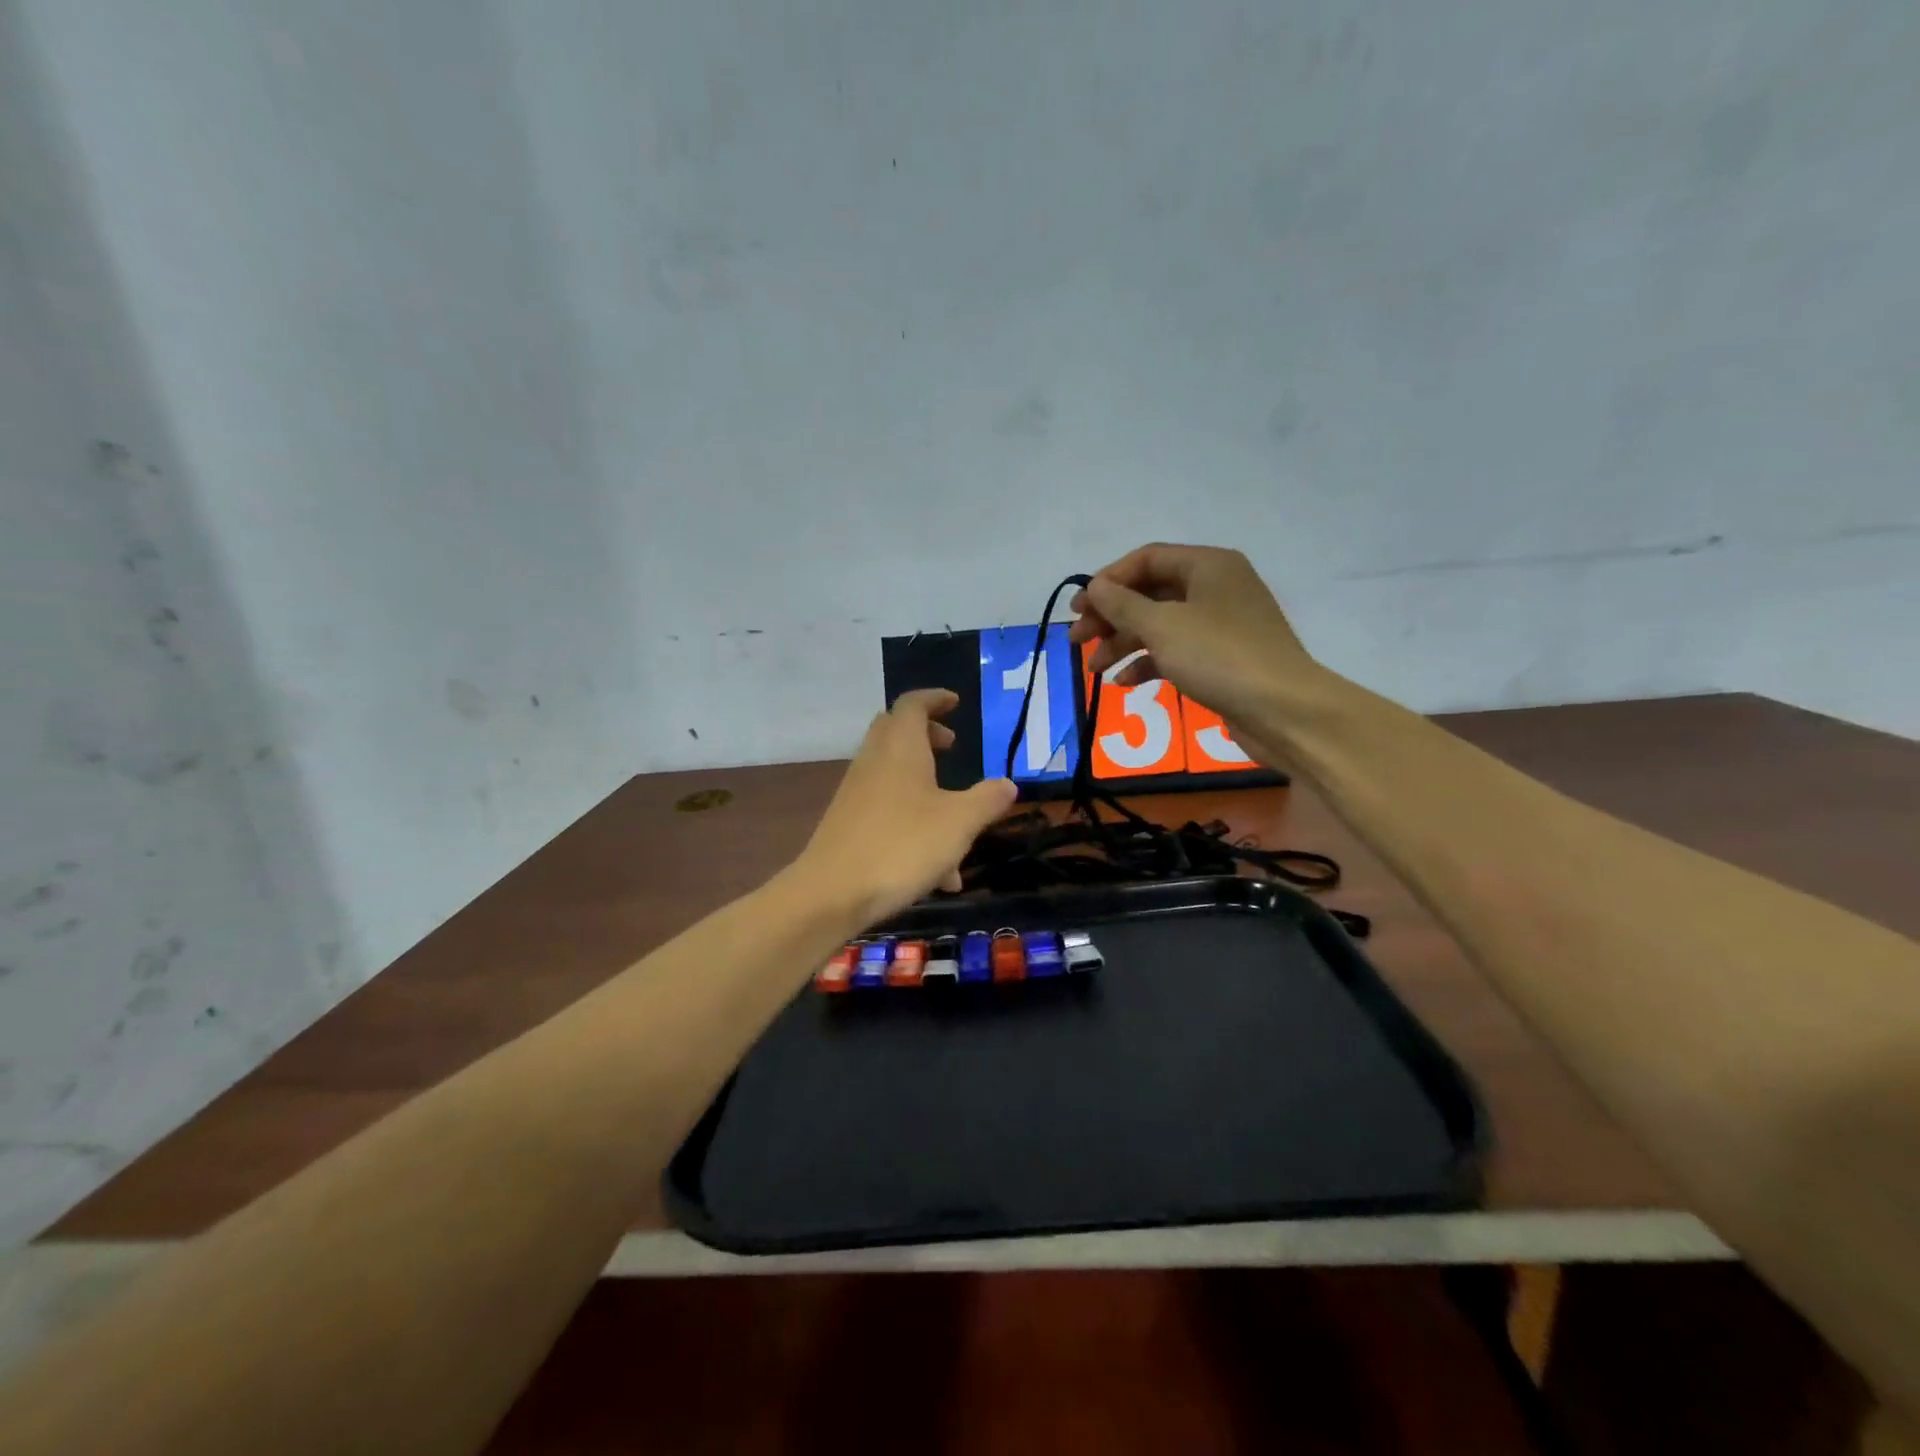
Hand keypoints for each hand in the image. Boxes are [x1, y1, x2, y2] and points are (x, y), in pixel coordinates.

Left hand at [795, 689, 1017, 925]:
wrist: (831, 894)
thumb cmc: (902, 846)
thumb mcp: (959, 823)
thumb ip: (987, 800)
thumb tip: (1008, 784)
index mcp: (900, 748)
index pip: (913, 704)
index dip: (935, 698)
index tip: (955, 703)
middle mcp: (874, 761)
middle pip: (896, 732)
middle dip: (926, 735)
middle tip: (951, 747)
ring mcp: (857, 793)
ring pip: (894, 775)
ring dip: (926, 788)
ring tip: (960, 826)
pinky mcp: (849, 824)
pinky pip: (887, 810)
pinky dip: (914, 823)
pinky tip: (939, 875)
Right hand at [1069, 543, 1321, 766]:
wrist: (1283, 711)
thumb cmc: (1219, 656)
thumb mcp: (1162, 626)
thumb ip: (1122, 604)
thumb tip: (1095, 587)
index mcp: (1208, 565)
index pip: (1147, 559)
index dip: (1108, 580)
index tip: (1079, 608)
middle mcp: (1216, 587)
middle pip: (1150, 593)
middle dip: (1111, 616)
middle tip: (1078, 640)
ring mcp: (1220, 625)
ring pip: (1160, 624)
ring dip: (1123, 643)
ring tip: (1093, 669)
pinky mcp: (1222, 658)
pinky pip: (1176, 651)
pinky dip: (1148, 663)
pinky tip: (1124, 682)